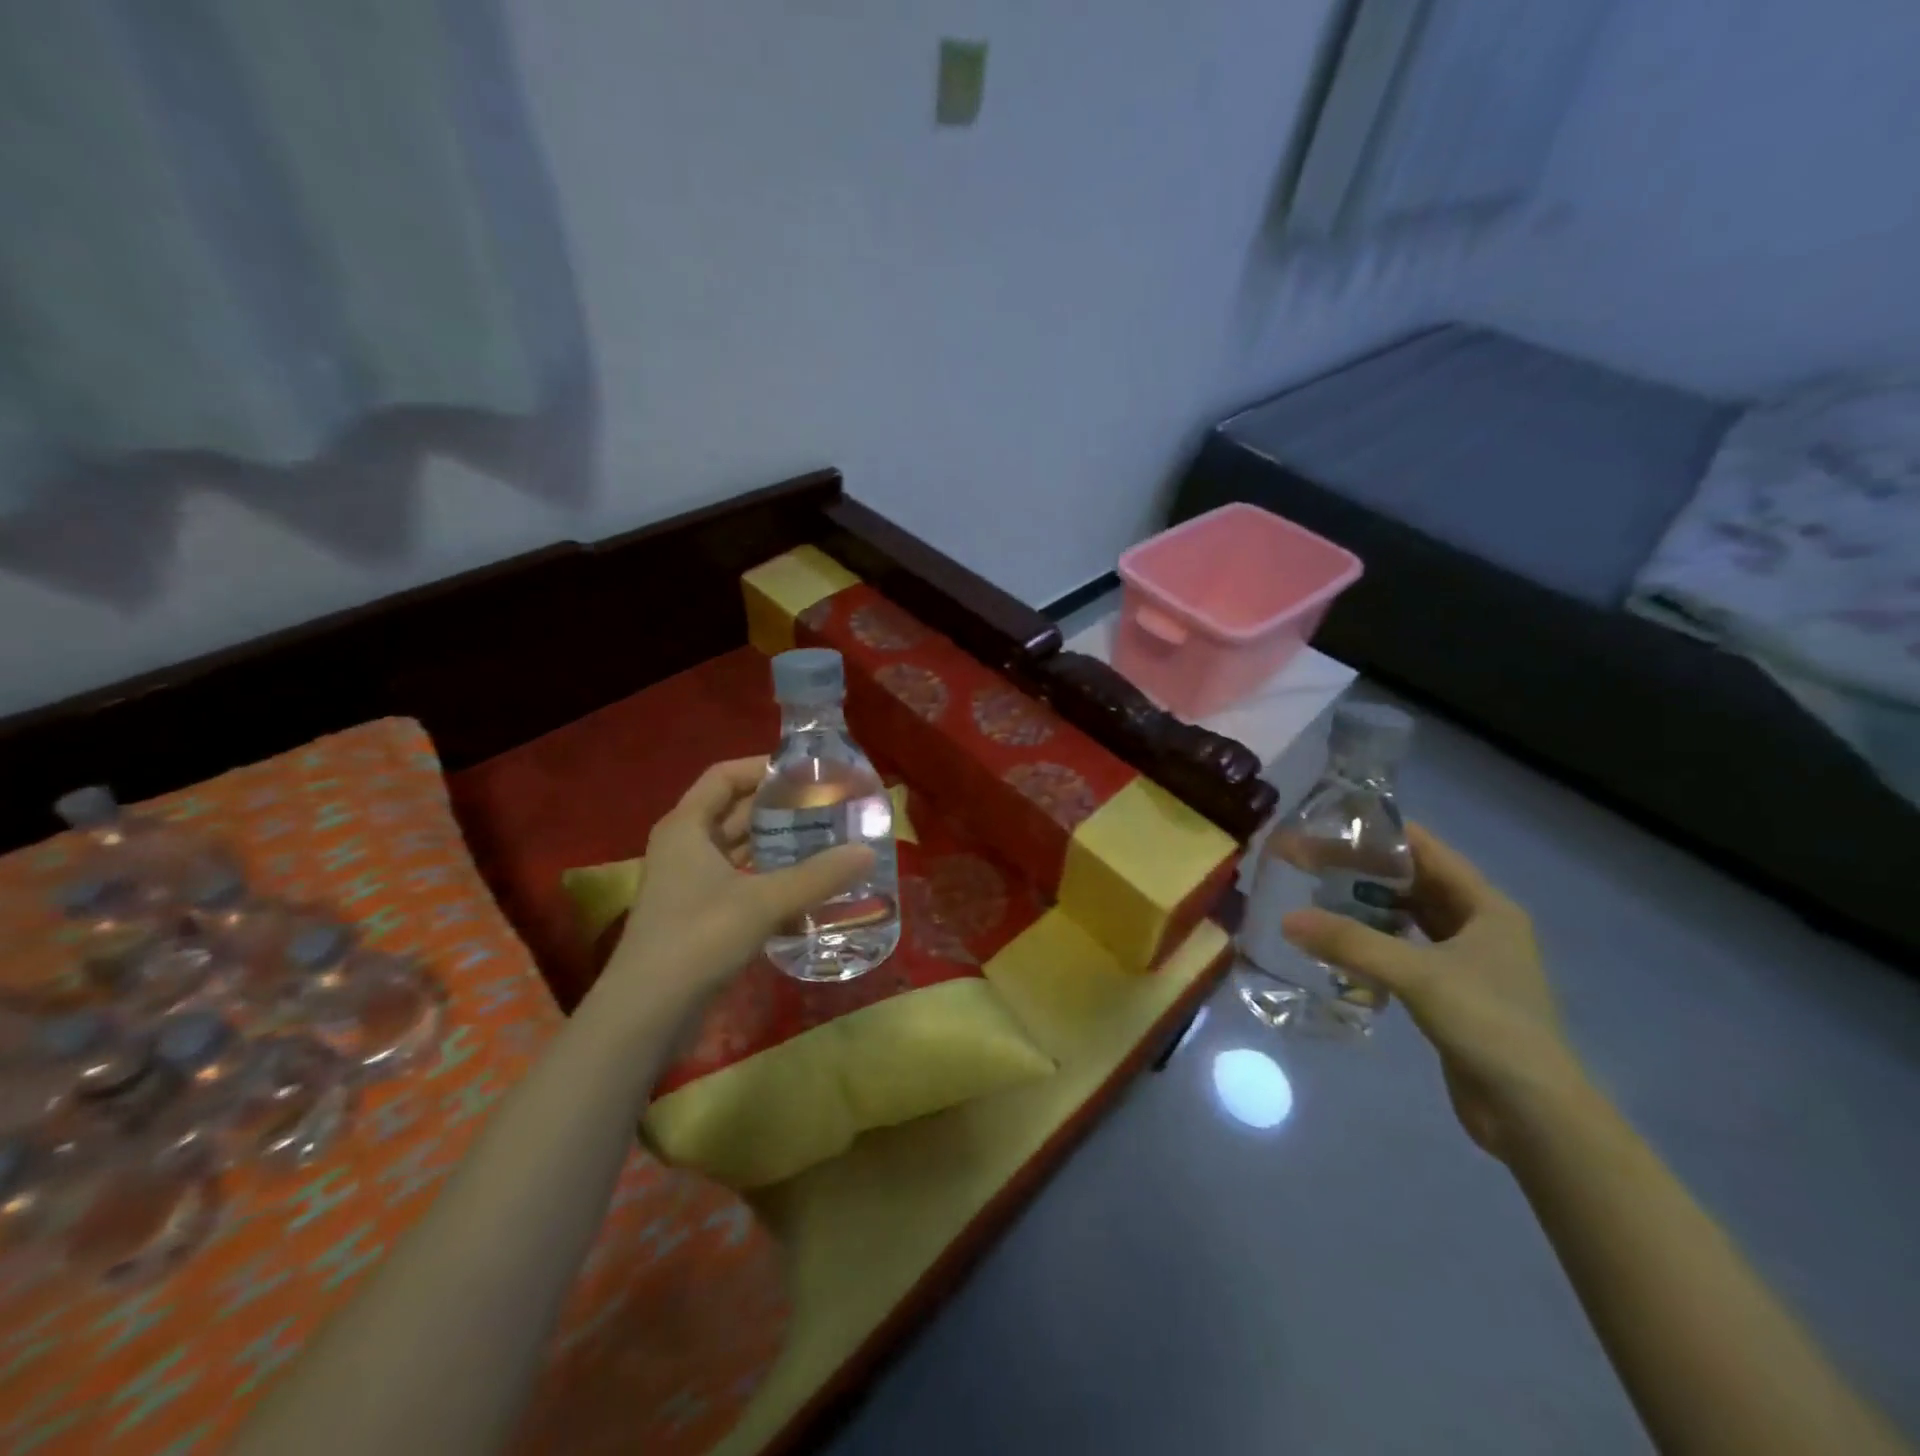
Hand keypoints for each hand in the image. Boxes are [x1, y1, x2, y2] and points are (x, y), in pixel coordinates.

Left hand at [604, 757, 873, 1011]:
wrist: (647, 1014)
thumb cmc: (698, 938)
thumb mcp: (763, 901)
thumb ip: (818, 876)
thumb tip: (868, 852)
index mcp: (687, 826)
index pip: (724, 775)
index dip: (763, 767)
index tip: (806, 772)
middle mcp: (685, 847)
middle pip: (734, 811)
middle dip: (779, 808)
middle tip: (828, 807)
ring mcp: (689, 883)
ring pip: (739, 850)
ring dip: (777, 845)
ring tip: (825, 841)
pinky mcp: (699, 916)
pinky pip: (740, 882)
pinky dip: (770, 879)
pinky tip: (807, 888)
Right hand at [1282, 824, 1586, 1159]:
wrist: (1533, 1114)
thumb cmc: (1488, 1025)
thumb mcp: (1417, 975)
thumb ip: (1351, 942)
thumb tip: (1287, 919)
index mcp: (1486, 907)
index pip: (1427, 851)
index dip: (1380, 834)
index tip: (1329, 825)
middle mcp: (1479, 925)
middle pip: (1414, 882)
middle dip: (1364, 871)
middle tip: (1309, 862)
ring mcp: (1466, 961)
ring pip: (1407, 918)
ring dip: (1366, 907)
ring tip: (1315, 896)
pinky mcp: (1450, 993)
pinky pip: (1404, 951)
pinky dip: (1373, 943)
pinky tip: (1338, 945)